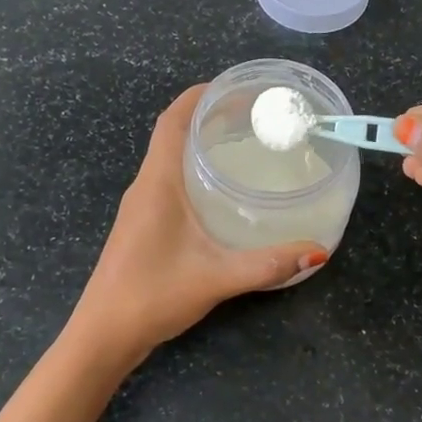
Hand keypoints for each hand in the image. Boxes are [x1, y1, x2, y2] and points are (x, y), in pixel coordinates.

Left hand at [71, 85, 326, 363]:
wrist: (103, 335)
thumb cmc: (151, 296)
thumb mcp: (216, 278)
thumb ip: (267, 264)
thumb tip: (318, 251)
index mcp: (157, 183)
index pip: (172, 120)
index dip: (200, 96)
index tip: (236, 86)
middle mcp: (145, 186)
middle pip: (173, 133)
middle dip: (210, 116)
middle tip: (255, 116)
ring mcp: (141, 206)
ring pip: (171, 158)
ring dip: (201, 143)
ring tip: (245, 144)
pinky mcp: (143, 225)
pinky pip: (170, 181)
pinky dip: (196, 170)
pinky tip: (223, 190)